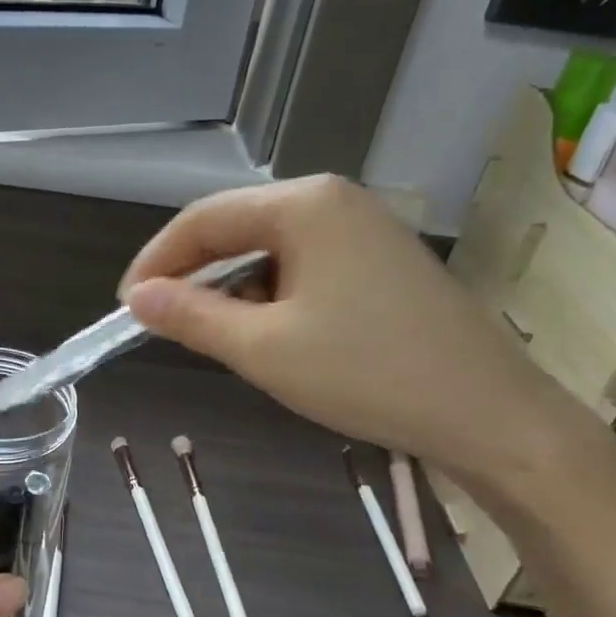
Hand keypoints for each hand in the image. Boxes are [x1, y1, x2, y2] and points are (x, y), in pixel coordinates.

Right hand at [120, 176, 592, 490]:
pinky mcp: (382, 262)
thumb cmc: (366, 373)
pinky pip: (305, 268)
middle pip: (238, 229)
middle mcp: (335, 201)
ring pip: (270, 251)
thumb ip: (191, 316)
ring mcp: (365, 230)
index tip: (125, 308)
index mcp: (305, 204)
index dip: (156, 261)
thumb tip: (137, 298)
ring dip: (233, 291)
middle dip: (194, 276)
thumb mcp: (262, 348)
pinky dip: (272, 298)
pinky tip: (269, 336)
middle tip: (162, 324)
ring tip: (216, 338)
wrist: (490, 415)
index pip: (203, 220)